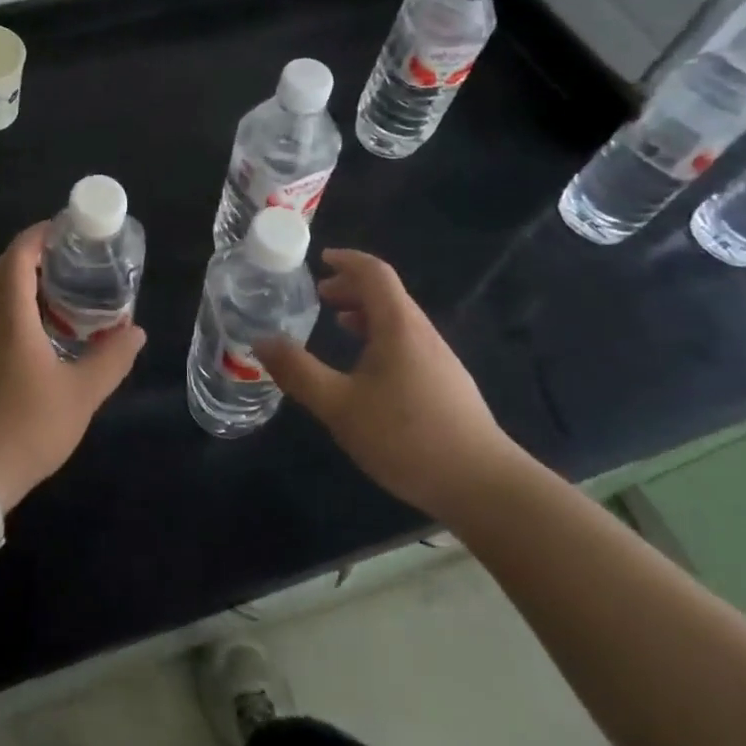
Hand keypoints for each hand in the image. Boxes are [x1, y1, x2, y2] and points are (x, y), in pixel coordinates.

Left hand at [0, 223, 145, 514]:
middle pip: (1, 268)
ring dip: (18, 281)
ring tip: (57, 291)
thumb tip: (136, 331)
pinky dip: (9, 306)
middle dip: (31, 255)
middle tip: (68, 259)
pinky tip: (34, 331)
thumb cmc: (26, 426)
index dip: (39, 235)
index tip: (66, 229)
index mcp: (8, 314)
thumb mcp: (81, 395)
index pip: (18, 255)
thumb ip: (111, 359)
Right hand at [255, 249, 522, 520]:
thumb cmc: (407, 437)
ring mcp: (439, 360)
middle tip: (319, 295)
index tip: (320, 259)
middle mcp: (422, 334)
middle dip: (351, 287)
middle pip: (387, 294)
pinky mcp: (447, 385)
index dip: (347, 260)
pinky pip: (408, 342)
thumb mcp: (339, 406)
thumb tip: (261, 340)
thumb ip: (298, 372)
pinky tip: (368, 369)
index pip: (375, 273)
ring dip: (366, 313)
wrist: (484, 486)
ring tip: (337, 324)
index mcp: (398, 326)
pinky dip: (381, 336)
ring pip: (399, 320)